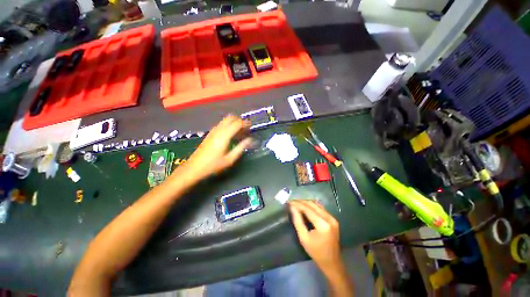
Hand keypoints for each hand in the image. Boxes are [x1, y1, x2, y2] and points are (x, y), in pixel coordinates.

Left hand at [183, 115, 251, 179]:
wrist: (194, 168)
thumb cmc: (213, 165)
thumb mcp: (230, 159)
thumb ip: (241, 147)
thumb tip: (250, 140)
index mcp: (224, 135)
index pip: (237, 123)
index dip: (245, 123)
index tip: (251, 127)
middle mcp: (218, 130)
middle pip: (230, 118)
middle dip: (239, 120)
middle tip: (245, 128)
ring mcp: (213, 131)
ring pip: (225, 120)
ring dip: (233, 123)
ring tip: (239, 132)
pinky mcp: (209, 134)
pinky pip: (221, 125)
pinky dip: (228, 126)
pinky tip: (230, 135)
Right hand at [289, 200, 341, 271]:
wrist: (332, 262)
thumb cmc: (315, 252)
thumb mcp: (303, 237)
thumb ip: (297, 221)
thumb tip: (292, 207)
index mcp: (323, 224)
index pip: (308, 209)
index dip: (298, 204)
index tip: (289, 202)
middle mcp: (329, 218)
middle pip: (312, 204)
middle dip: (301, 202)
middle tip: (292, 201)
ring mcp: (332, 218)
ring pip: (317, 205)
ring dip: (306, 203)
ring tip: (296, 203)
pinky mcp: (333, 219)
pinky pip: (320, 208)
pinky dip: (312, 206)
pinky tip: (305, 206)